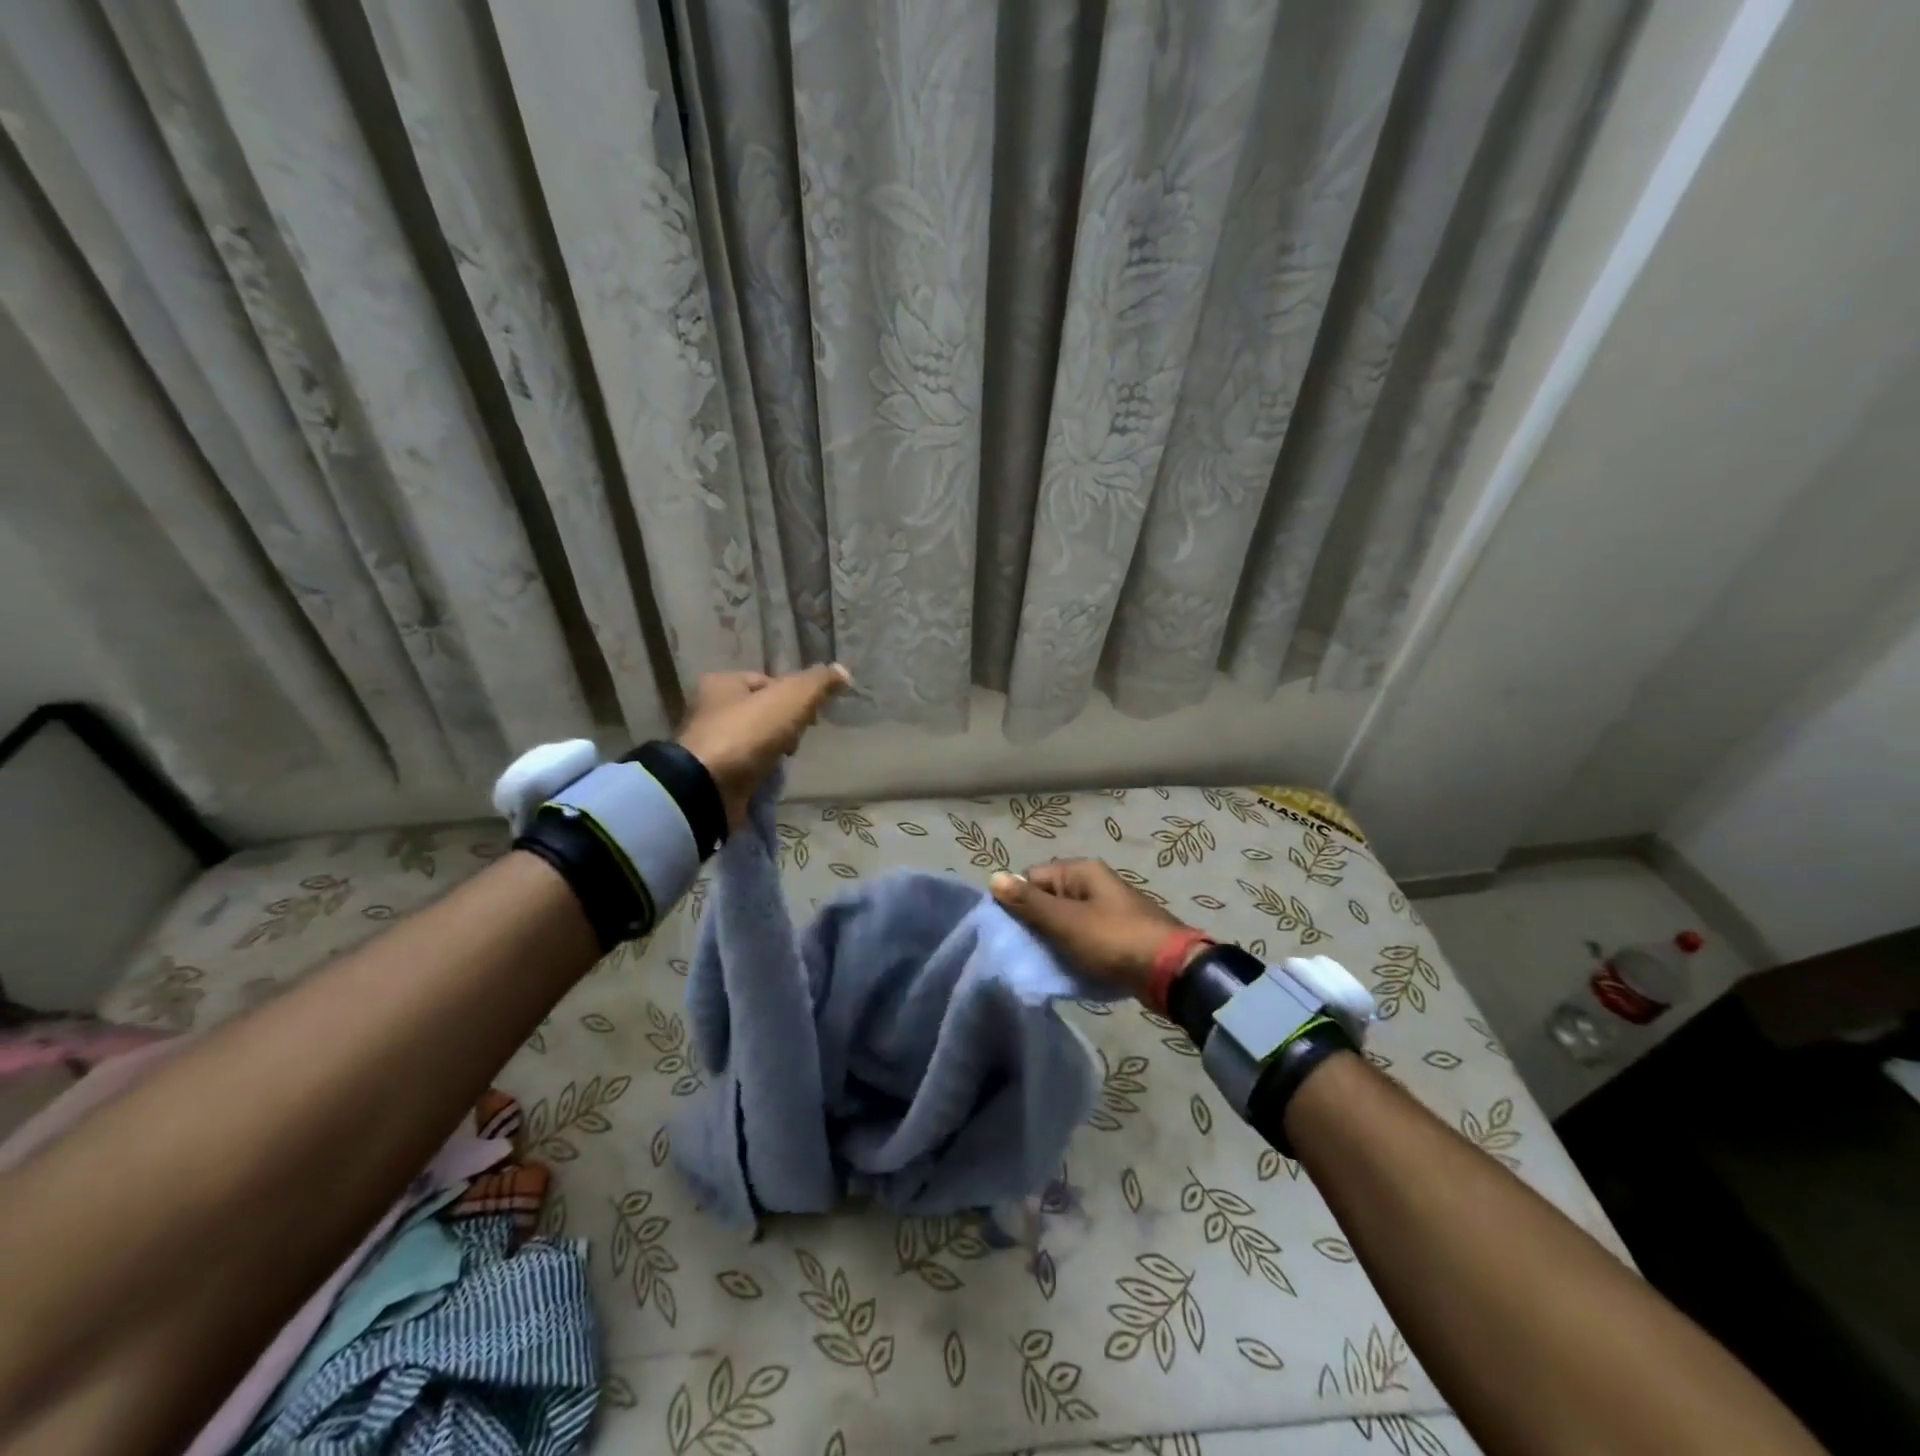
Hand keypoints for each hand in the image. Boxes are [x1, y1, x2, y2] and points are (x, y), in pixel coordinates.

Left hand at [676, 664, 850, 826]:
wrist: (709, 787)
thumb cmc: (748, 733)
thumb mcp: (791, 697)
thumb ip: (818, 682)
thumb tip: (843, 672)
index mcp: (722, 682)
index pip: (768, 681)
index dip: (794, 696)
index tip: (810, 716)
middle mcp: (710, 709)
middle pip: (763, 711)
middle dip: (786, 725)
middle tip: (797, 740)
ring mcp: (709, 744)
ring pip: (756, 739)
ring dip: (775, 749)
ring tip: (785, 761)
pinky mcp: (712, 773)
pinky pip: (747, 765)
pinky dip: (761, 770)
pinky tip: (772, 777)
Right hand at [989, 858, 1204, 1000]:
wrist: (1170, 972)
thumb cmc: (1112, 940)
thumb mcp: (1065, 922)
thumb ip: (1029, 902)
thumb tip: (994, 877)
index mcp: (1080, 871)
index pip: (1031, 878)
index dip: (1018, 903)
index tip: (1013, 933)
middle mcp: (1092, 883)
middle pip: (1047, 898)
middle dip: (1035, 924)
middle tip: (1028, 950)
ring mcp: (1105, 908)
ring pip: (1064, 920)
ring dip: (1053, 939)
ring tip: (1046, 962)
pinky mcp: (1114, 933)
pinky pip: (1081, 936)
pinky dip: (1072, 949)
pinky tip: (1067, 967)